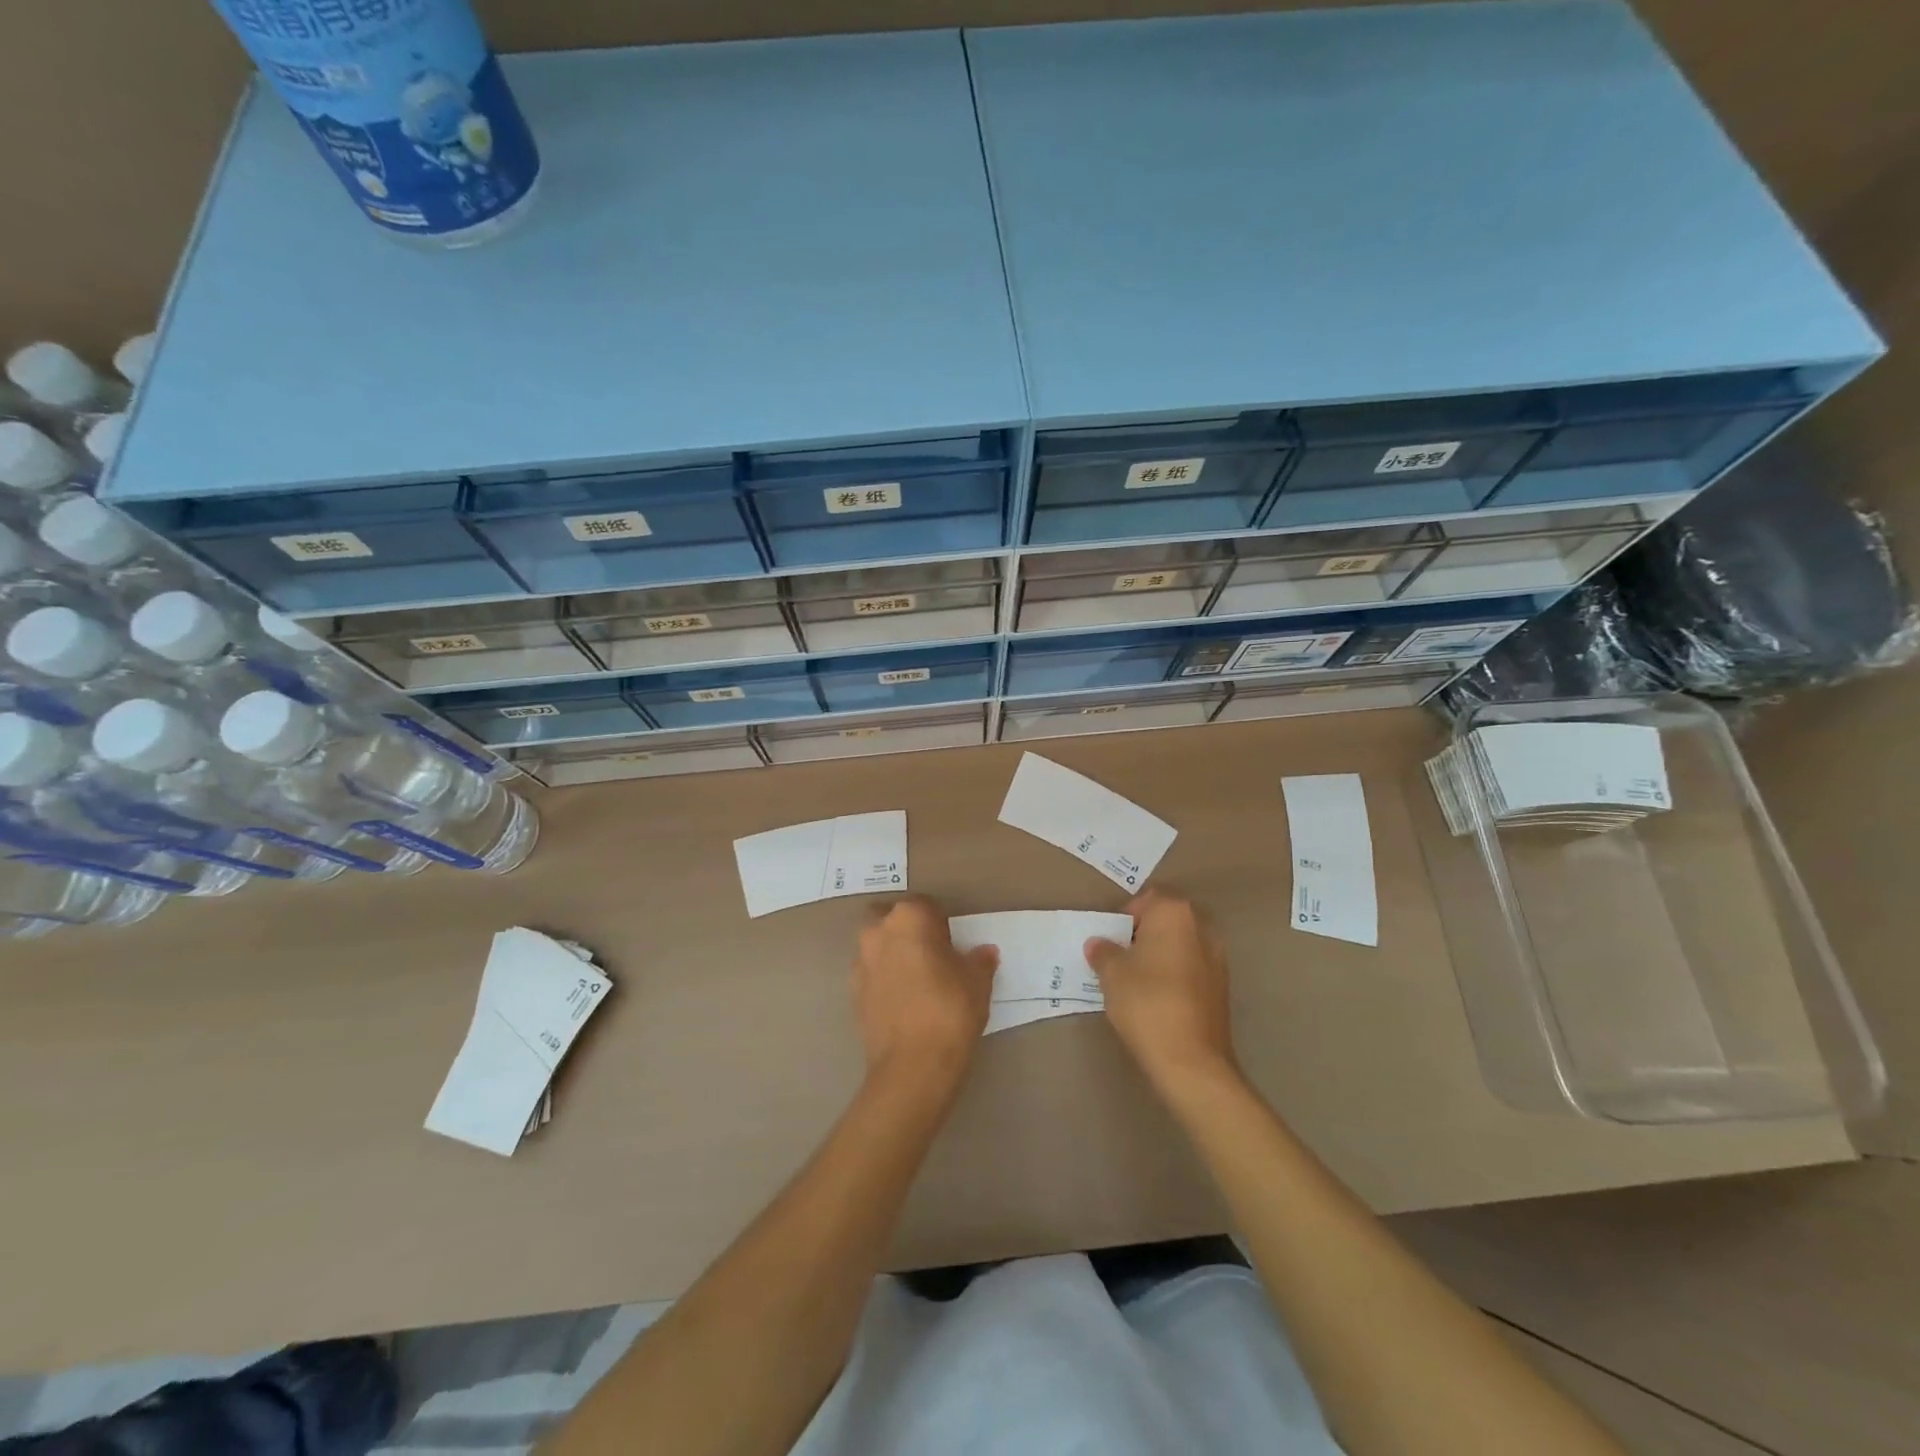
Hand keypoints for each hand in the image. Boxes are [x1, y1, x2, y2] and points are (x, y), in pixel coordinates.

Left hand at [853, 897, 998, 1090]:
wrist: (913, 1066)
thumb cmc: (950, 1010)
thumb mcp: (977, 981)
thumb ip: (979, 960)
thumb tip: (984, 952)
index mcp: (908, 918)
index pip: (926, 905)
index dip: (941, 922)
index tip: (953, 943)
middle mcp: (878, 932)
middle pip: (892, 919)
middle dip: (908, 931)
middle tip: (932, 955)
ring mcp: (860, 963)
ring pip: (877, 946)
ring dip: (893, 954)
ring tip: (918, 980)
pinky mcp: (852, 994)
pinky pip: (871, 975)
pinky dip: (884, 980)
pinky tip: (904, 1002)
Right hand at [1086, 889, 1237, 1093]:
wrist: (1191, 1060)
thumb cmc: (1146, 1003)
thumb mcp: (1111, 974)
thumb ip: (1103, 952)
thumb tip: (1098, 944)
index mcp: (1174, 913)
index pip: (1145, 900)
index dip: (1124, 918)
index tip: (1111, 942)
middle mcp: (1202, 926)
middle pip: (1166, 920)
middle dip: (1144, 934)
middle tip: (1122, 958)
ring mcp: (1218, 957)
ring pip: (1181, 944)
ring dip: (1161, 955)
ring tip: (1138, 981)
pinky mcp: (1223, 986)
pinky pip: (1193, 967)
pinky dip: (1176, 975)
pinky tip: (1159, 999)